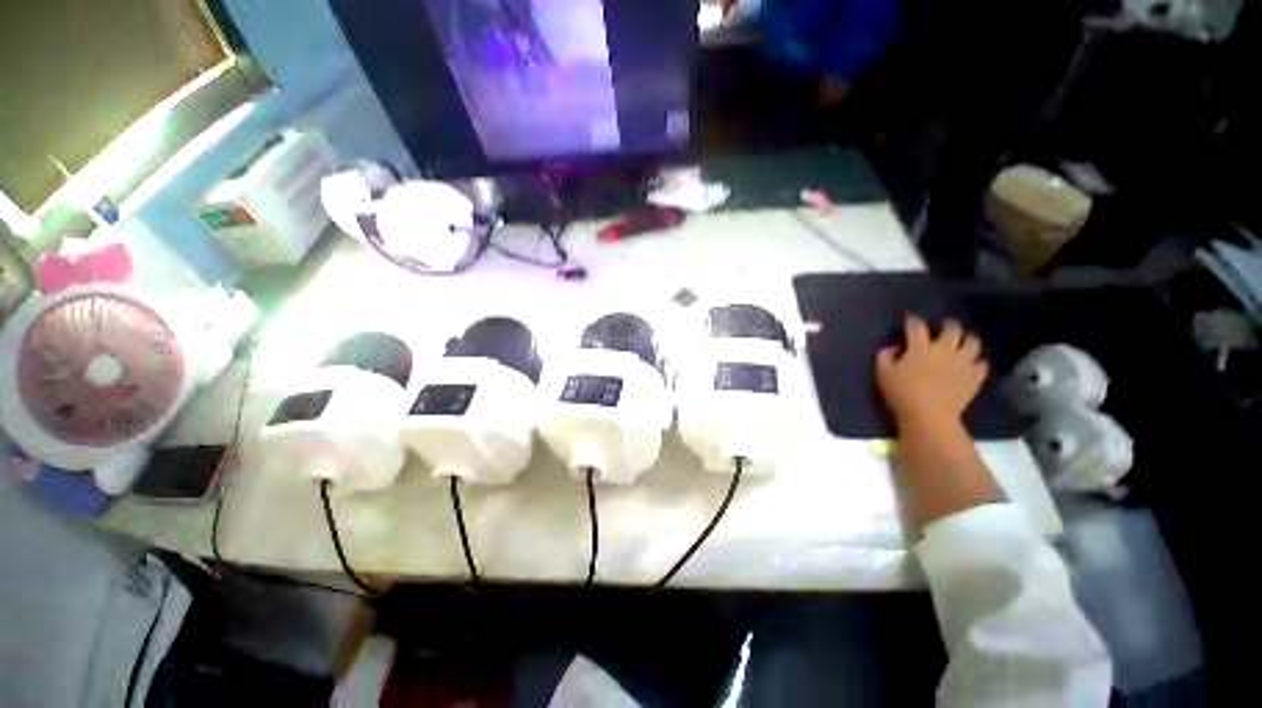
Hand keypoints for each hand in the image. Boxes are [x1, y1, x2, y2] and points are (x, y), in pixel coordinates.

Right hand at [876, 316, 988, 428]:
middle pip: (952, 329)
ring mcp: (962, 363)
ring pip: (973, 343)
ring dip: (968, 340)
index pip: (917, 326)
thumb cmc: (901, 393)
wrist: (929, 415)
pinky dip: (978, 361)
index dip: (913, 320)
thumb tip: (893, 347)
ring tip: (964, 342)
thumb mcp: (882, 373)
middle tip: (945, 327)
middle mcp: (944, 350)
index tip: (910, 318)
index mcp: (920, 348)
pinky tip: (972, 364)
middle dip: (948, 325)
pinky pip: (982, 364)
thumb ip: (885, 356)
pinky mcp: (975, 377)